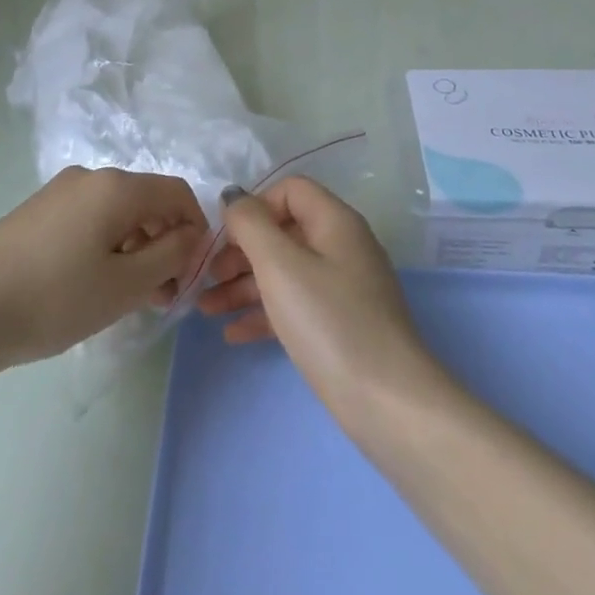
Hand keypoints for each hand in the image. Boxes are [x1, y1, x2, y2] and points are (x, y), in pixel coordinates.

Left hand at [0, 166, 207, 372]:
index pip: (178, 193)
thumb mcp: (125, 285)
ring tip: (130, 298)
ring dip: (136, 249)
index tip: (193, 274)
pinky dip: (106, 246)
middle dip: (165, 243)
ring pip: (117, 213)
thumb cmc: (55, 297)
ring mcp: (59, 192)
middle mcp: (90, 177)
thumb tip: (192, 235)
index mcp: (117, 187)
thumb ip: (171, 256)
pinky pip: (89, 220)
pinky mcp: (38, 212)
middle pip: (147, 202)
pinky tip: (93, 286)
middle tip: (163, 296)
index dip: (196, 230)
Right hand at [197, 176, 436, 417]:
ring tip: (206, 309)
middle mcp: (342, 247)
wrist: (388, 403)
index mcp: (335, 222)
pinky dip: (264, 313)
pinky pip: (295, 305)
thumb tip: (234, 196)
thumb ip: (250, 224)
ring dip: (243, 285)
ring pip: (285, 272)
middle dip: (240, 251)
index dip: (254, 207)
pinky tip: (233, 333)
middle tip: (207, 277)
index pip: (289, 191)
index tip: (225, 238)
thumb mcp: (280, 266)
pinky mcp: (341, 326)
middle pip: (283, 232)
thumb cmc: (329, 322)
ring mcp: (343, 289)